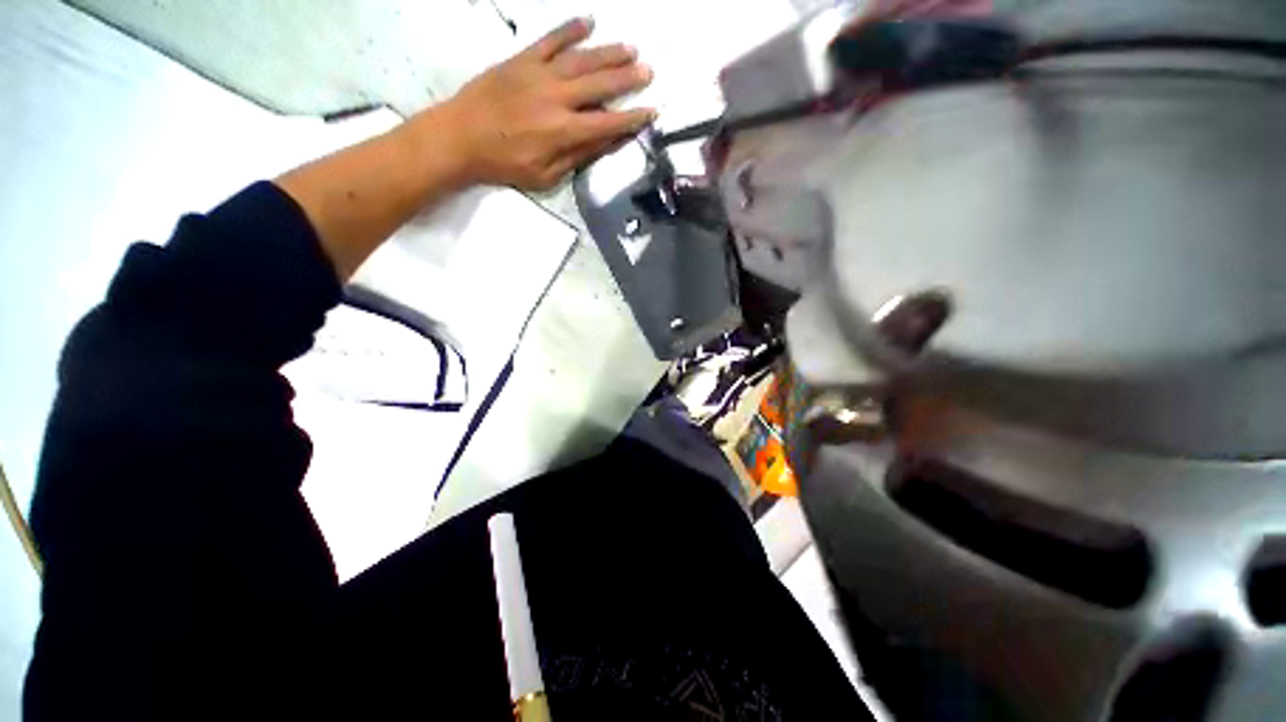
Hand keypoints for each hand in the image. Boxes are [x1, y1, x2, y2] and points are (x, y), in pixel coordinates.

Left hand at [432, 17, 656, 190]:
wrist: (461, 137)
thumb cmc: (505, 164)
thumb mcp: (545, 175)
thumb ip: (577, 157)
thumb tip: (605, 143)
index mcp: (564, 131)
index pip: (608, 123)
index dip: (632, 119)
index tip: (651, 112)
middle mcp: (557, 98)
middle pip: (600, 84)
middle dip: (628, 78)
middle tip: (649, 71)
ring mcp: (539, 74)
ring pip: (582, 59)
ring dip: (609, 52)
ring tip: (630, 48)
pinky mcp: (522, 60)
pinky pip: (550, 40)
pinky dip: (570, 30)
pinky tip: (589, 22)